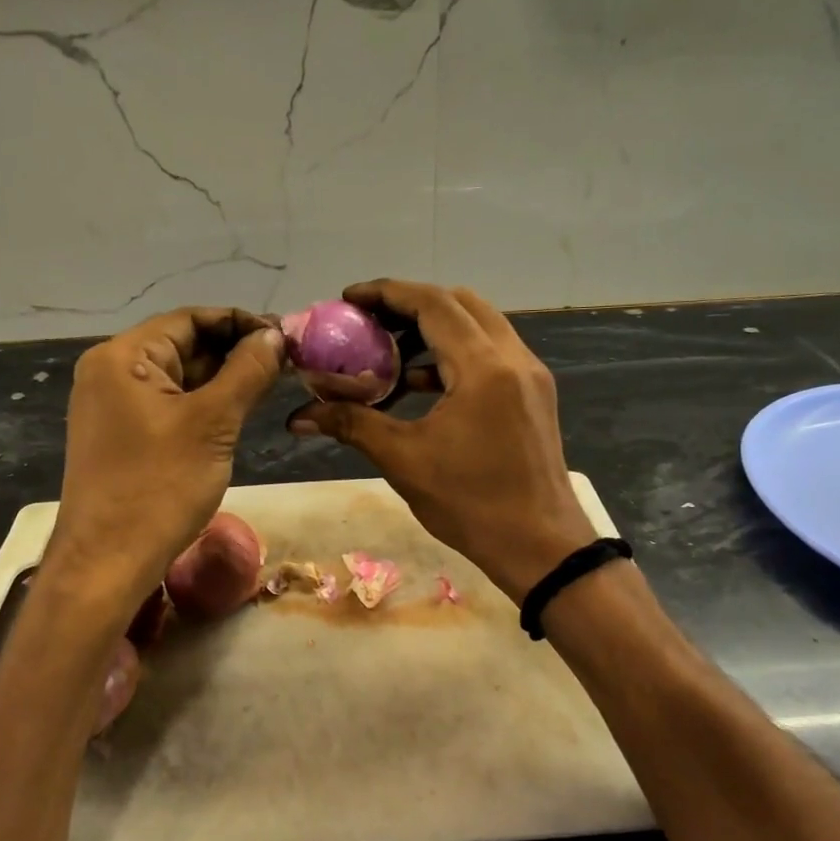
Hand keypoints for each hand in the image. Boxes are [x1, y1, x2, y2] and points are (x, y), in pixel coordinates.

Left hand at [51, 308, 284, 602]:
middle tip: (285, 365)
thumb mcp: (213, 423)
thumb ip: (247, 371)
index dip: (240, 323)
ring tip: (270, 386)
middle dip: (234, 352)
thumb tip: (275, 335)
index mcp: (123, 357)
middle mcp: (110, 371)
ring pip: (178, 377)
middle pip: (183, 345)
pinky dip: (203, 404)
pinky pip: (168, 404)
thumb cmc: (160, 487)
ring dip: (222, 379)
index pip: (190, 319)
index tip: (285, 338)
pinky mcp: (121, 435)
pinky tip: (237, 412)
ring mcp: (113, 405)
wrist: (108, 561)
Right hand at [287, 281, 594, 601]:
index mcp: (484, 368)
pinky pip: (490, 353)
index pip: (433, 304)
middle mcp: (513, 358)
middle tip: (369, 324)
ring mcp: (529, 375)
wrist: (540, 546)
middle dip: (410, 306)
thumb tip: (299, 416)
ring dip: (433, 330)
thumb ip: (352, 424)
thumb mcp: (405, 461)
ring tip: (388, 353)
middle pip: (460, 304)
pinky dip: (454, 355)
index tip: (349, 300)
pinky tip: (420, 385)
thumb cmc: (471, 504)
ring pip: (479, 326)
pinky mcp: (534, 394)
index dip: (387, 294)